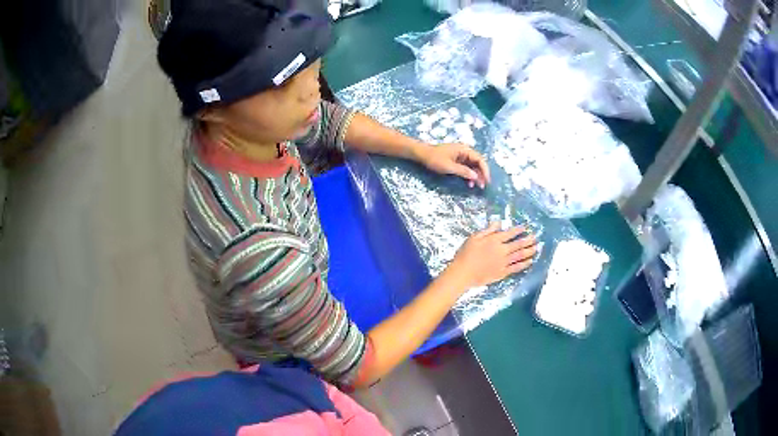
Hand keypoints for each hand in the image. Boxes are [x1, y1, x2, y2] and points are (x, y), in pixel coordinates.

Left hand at [418, 143, 490, 188]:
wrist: (422, 155)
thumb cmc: (435, 159)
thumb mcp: (449, 167)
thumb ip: (463, 171)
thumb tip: (476, 176)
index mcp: (464, 150)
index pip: (480, 159)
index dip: (485, 170)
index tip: (486, 180)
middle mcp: (465, 152)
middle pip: (478, 163)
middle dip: (481, 174)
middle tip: (482, 186)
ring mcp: (461, 156)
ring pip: (473, 167)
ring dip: (475, 176)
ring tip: (476, 187)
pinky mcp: (457, 161)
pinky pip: (467, 168)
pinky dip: (469, 176)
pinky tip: (469, 183)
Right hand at [446, 223, 537, 289]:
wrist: (463, 273)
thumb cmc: (466, 254)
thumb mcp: (474, 237)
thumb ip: (488, 230)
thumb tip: (498, 222)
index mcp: (494, 240)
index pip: (510, 233)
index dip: (518, 230)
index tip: (525, 228)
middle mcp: (501, 250)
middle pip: (518, 244)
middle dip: (528, 240)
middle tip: (535, 237)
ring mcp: (503, 262)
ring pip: (520, 255)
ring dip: (529, 251)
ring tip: (536, 248)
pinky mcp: (502, 272)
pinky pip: (516, 267)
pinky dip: (524, 264)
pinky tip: (529, 261)